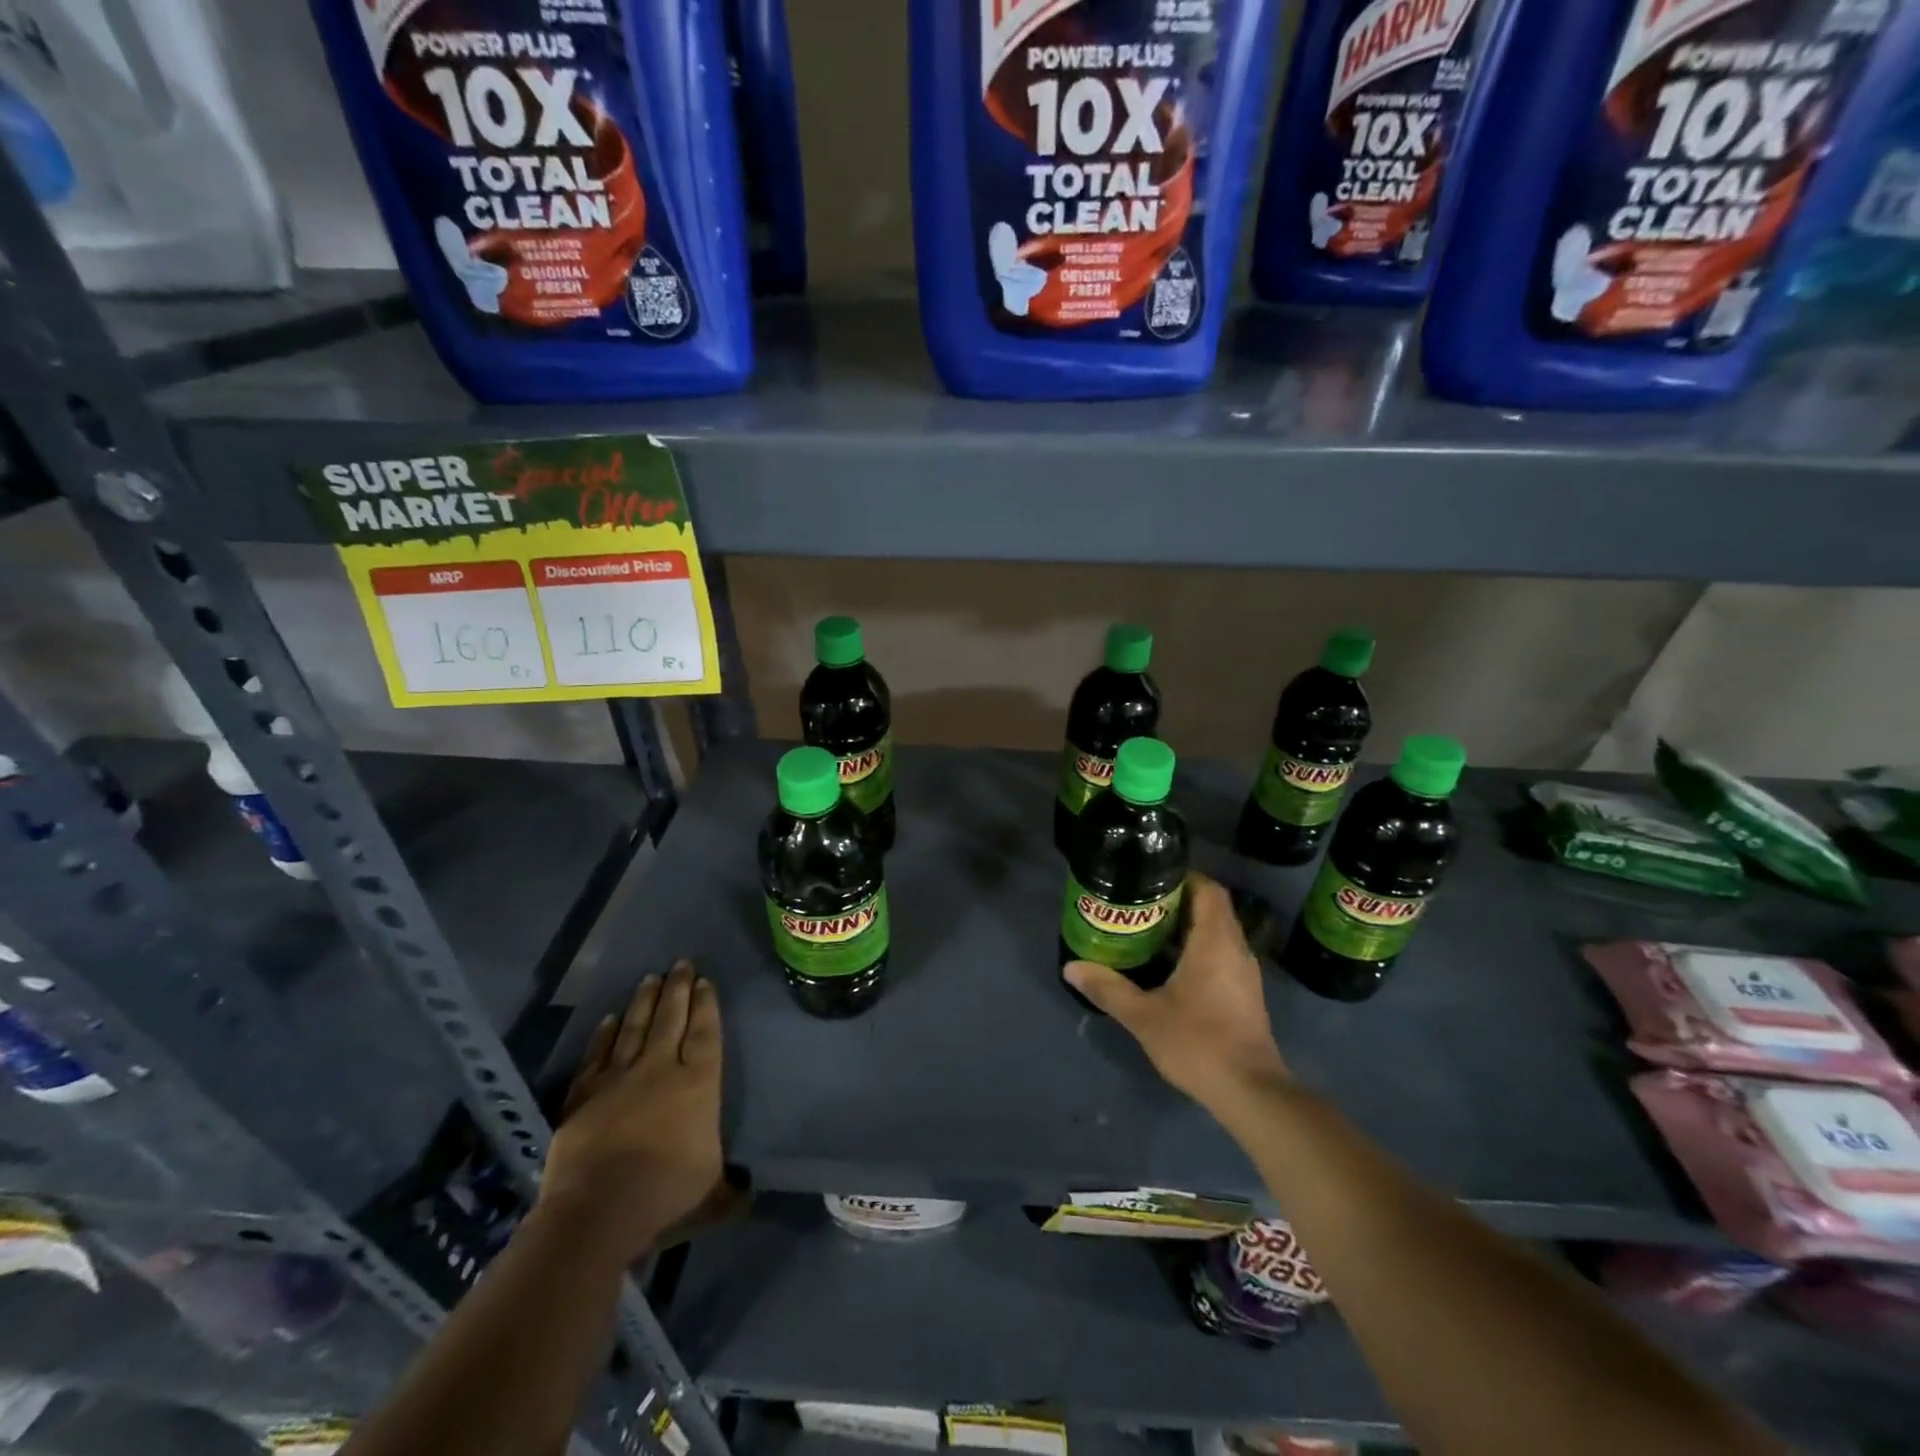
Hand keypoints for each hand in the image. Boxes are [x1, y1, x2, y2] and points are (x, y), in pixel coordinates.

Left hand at [537, 960, 725, 1262]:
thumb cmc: (665, 1194)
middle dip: (678, 989)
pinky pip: (597, 1056)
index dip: (706, 1005)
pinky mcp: (584, 1095)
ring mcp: (619, 1078)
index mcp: (698, 1083)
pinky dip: (603, 1036)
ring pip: (634, 1028)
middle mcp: (660, 1069)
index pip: (704, 1032)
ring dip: (643, 1002)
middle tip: (681, 963)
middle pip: (670, 1019)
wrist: (597, 1210)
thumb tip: (747, 1192)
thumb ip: (729, 1186)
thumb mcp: (712, 1193)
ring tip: (650, 978)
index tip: (705, 981)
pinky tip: (608, 1019)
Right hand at [1065, 873, 1290, 1113]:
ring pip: (1218, 933)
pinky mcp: (1245, 994)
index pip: (1208, 889)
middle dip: (1179, 901)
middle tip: (1140, 903)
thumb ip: (1108, 988)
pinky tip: (1170, 966)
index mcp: (1215, 941)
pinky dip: (1198, 949)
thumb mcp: (1144, 1015)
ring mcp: (1244, 973)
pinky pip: (1222, 954)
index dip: (1183, 877)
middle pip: (1211, 908)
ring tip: (1149, 929)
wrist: (1250, 1092)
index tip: (1151, 877)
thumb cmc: (1198, 1042)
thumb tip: (1071, 967)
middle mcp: (1235, 949)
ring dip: (1188, 926)